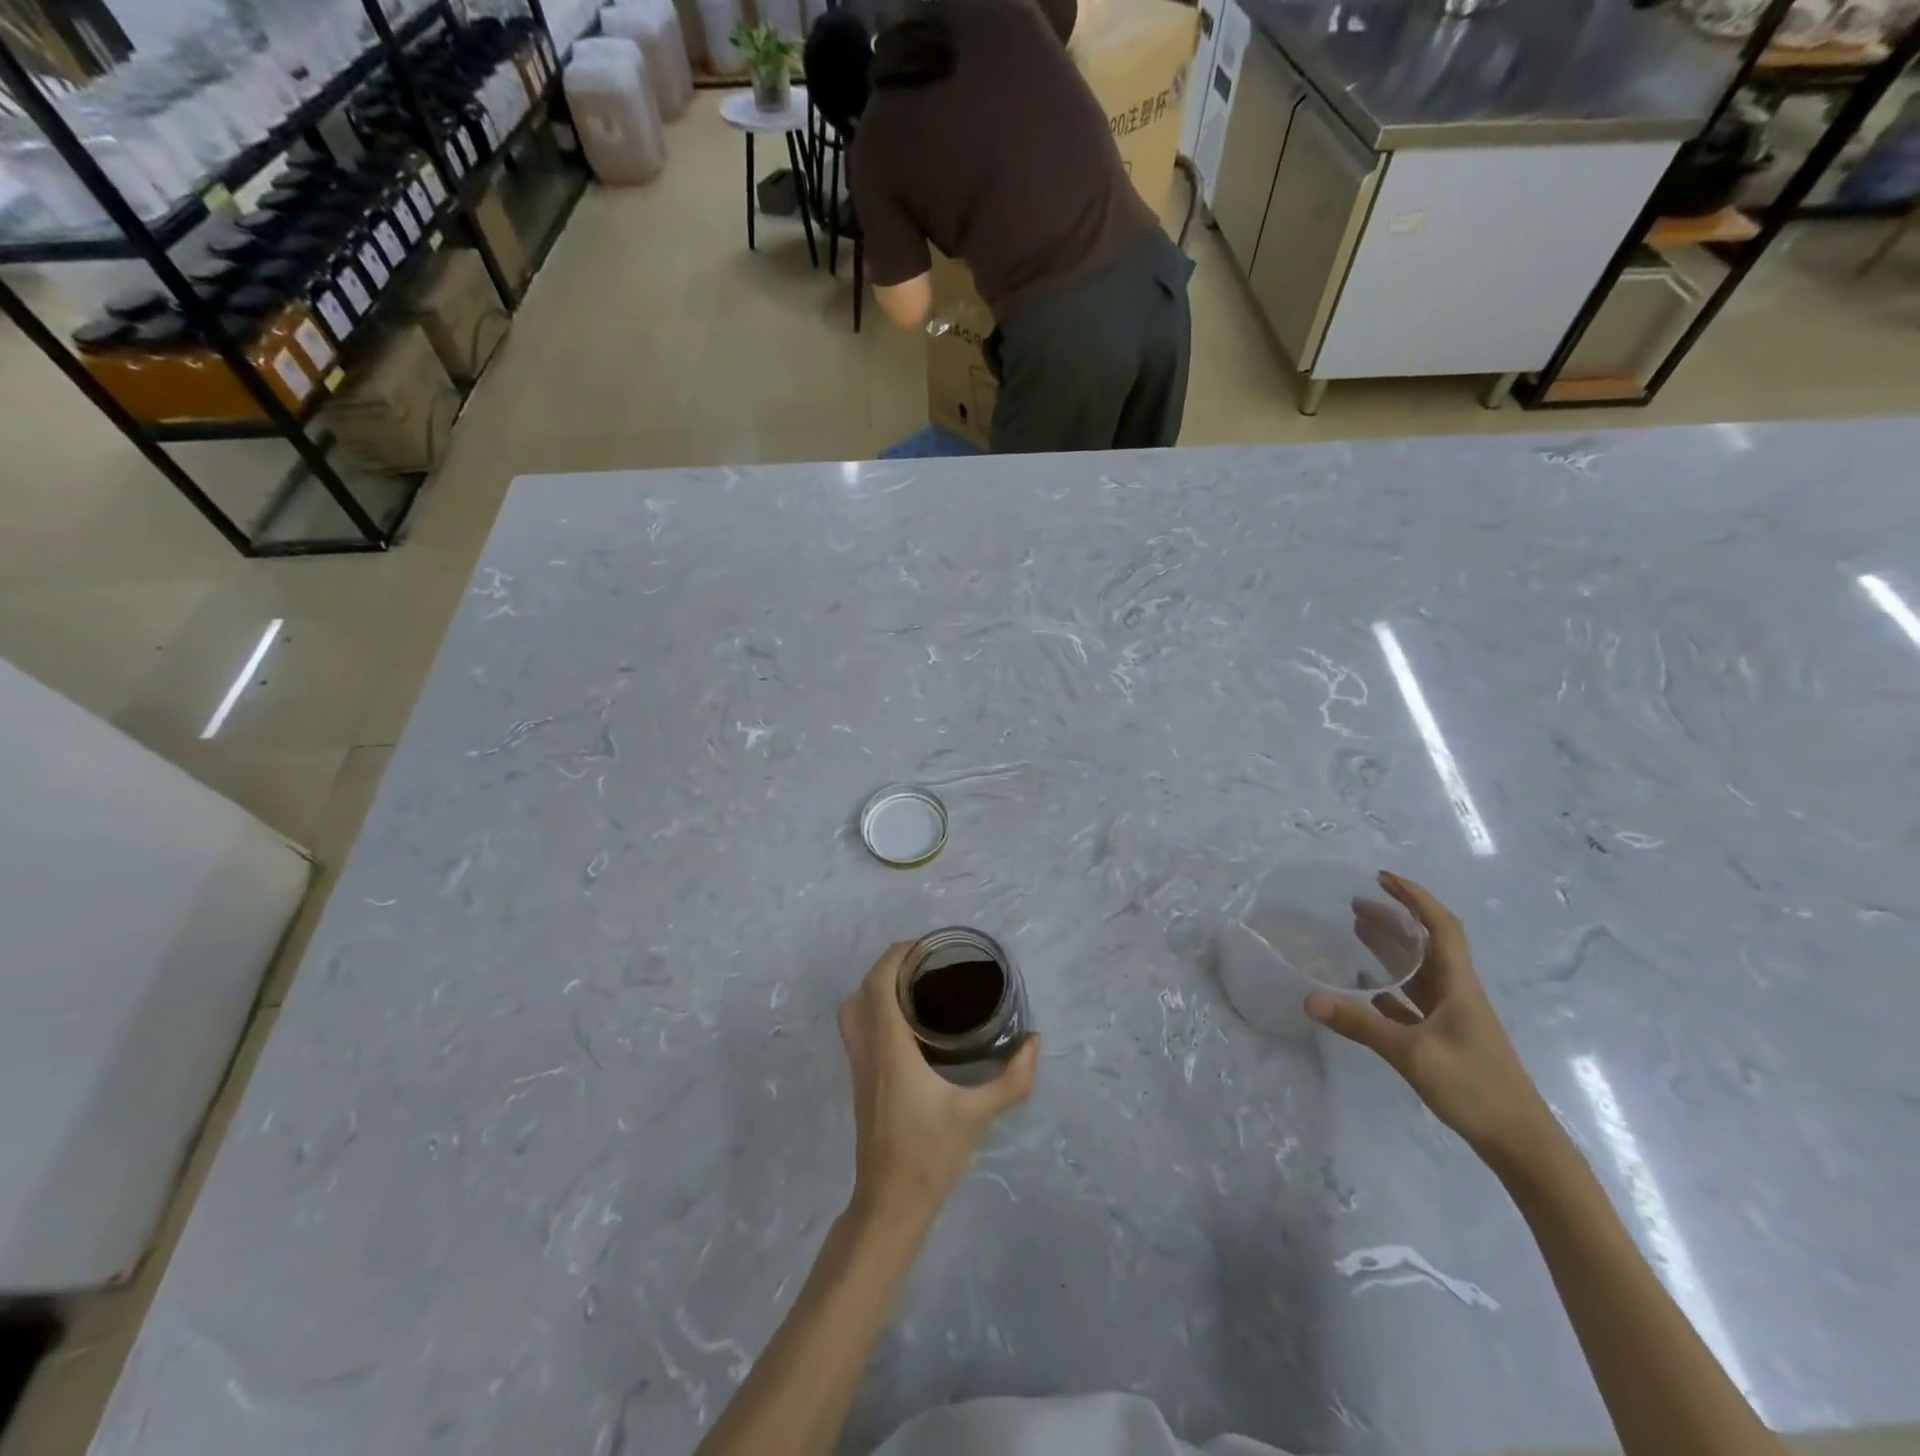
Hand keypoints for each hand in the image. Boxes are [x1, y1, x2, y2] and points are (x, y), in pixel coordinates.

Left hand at [839, 943, 1039, 1219]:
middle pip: (861, 991)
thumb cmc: (930, 1155)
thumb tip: (1034, 1041)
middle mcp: (868, 1050)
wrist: (890, 1203)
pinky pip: (856, 1029)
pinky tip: (906, 1023)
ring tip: (912, 986)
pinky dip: (872, 1009)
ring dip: (875, 987)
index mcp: (890, 1048)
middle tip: (925, 964)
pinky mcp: (859, 1081)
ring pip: (852, 1011)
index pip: (878, 985)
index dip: (896, 956)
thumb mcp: (978, 1115)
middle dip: (887, 966)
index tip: (925, 947)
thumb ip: (1012, 1078)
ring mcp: (858, 1067)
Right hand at [1308, 872, 1555, 1166]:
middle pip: (1426, 944)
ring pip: (1419, 971)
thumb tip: (1308, 1000)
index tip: (1382, 878)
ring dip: (1391, 948)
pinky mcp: (1445, 1040)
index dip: (1415, 897)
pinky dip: (1389, 987)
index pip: (1441, 926)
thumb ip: (1360, 1025)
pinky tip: (1365, 989)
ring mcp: (1452, 1018)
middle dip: (1394, 918)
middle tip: (1355, 903)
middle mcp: (1457, 993)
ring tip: (1356, 931)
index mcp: (1459, 985)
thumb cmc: (1475, 1088)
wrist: (1522, 1144)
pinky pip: (1413, 1001)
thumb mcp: (1413, 1054)